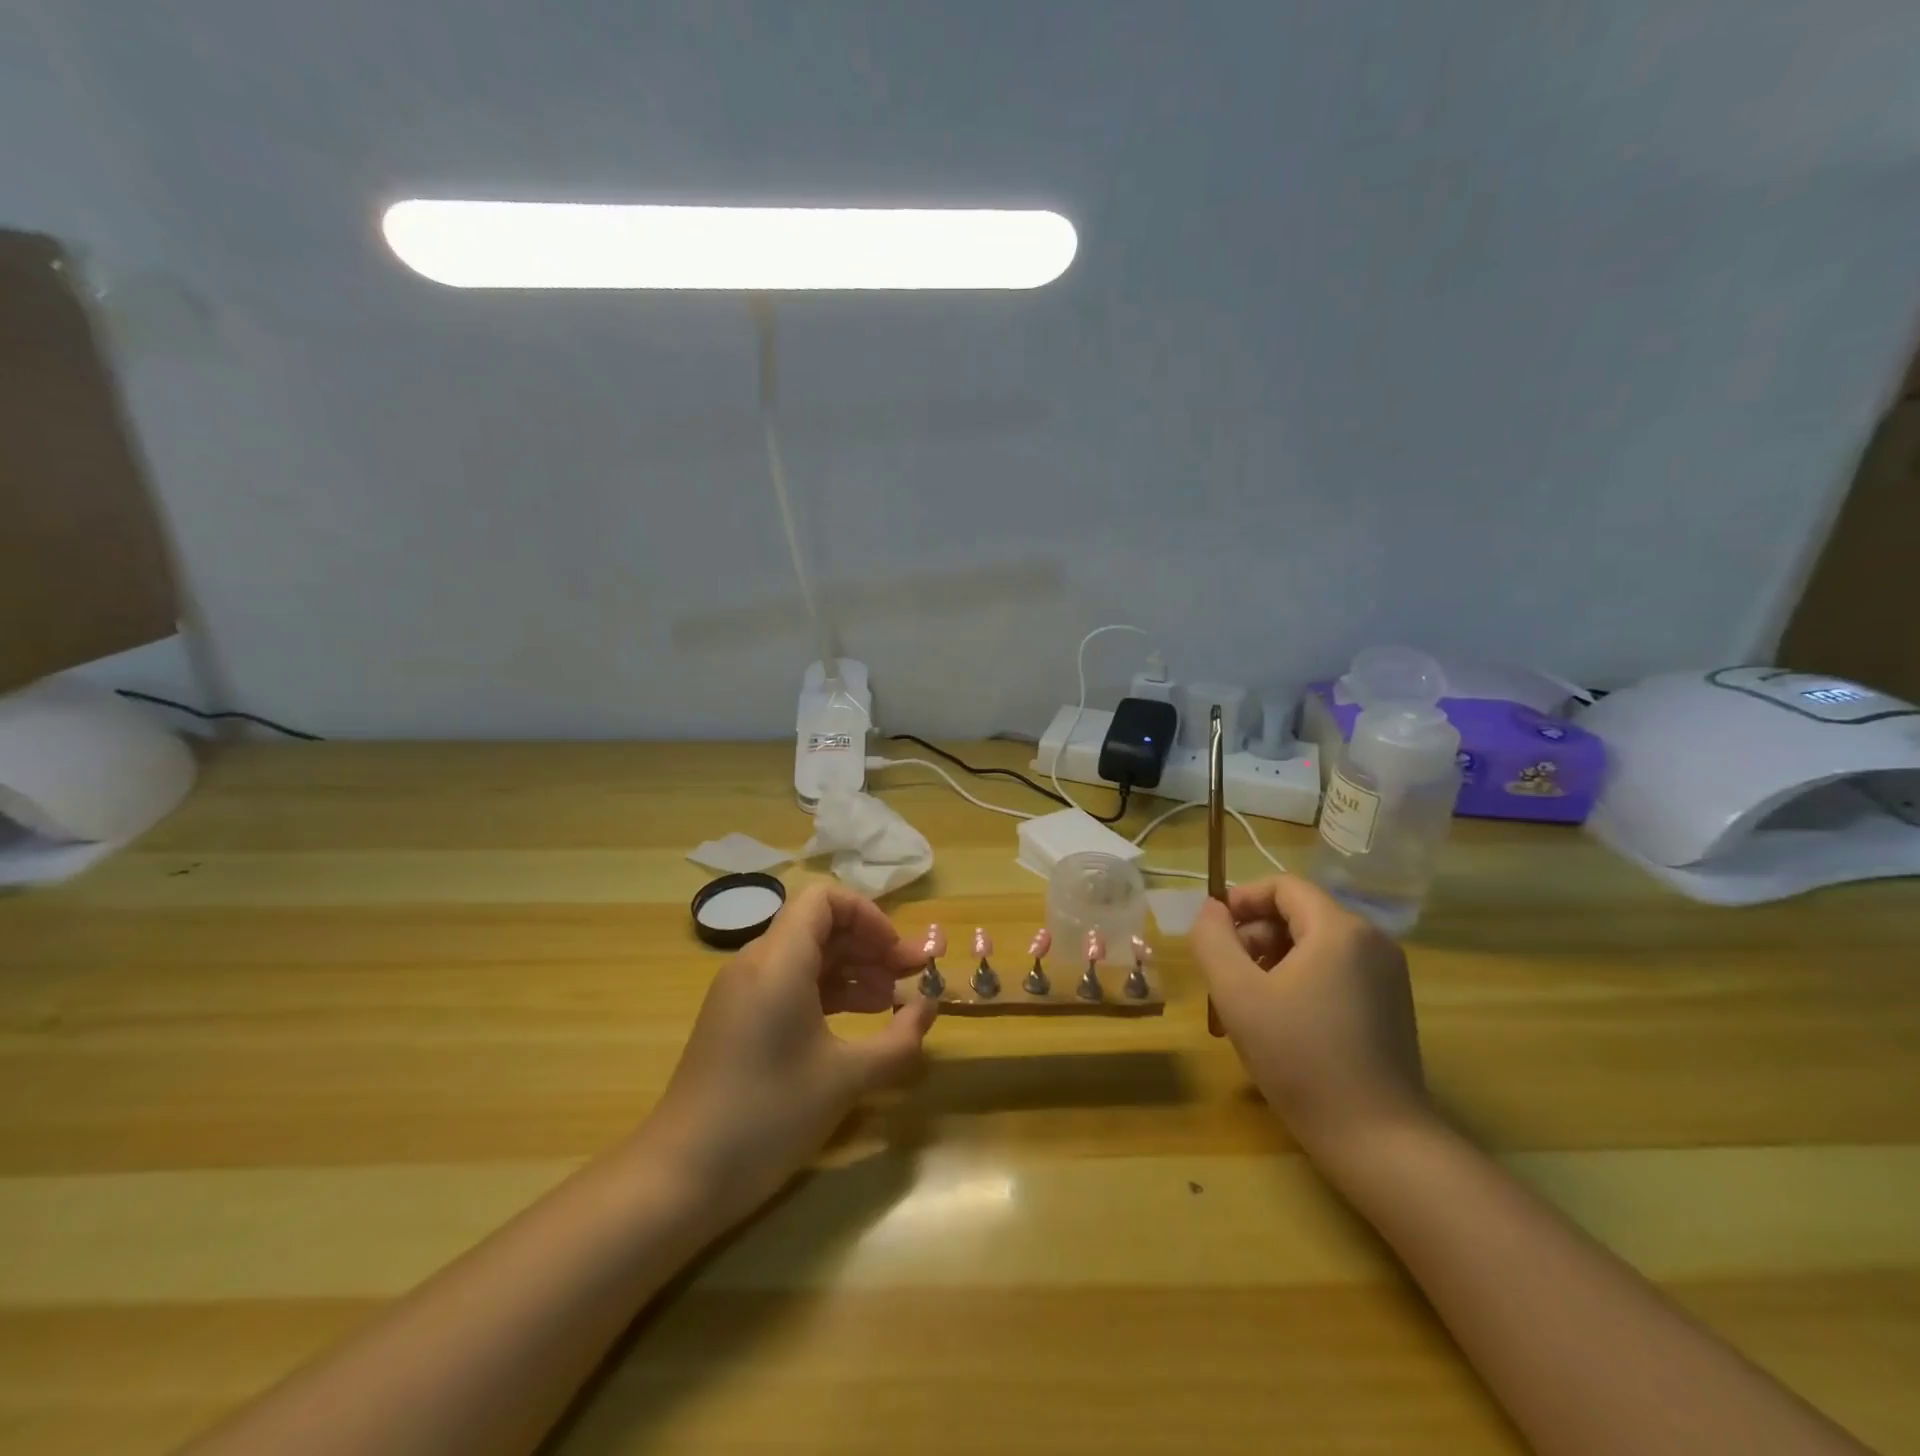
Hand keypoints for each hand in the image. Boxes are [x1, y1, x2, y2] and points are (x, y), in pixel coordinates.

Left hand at [642, 882, 936, 1223]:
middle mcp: (756, 963)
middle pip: (819, 926)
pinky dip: (826, 992)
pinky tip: (856, 1021)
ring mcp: (742, 992)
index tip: (897, 953)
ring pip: (805, 956)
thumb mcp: (846, 1079)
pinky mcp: (737, 1019)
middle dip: (869, 945)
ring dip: (852, 970)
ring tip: (891, 1002)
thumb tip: (929, 1008)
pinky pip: (789, 984)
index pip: (824, 899)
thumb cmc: (767, 1117)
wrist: (679, 1177)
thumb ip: (898, 1040)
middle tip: (911, 976)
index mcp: (778, 961)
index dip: (868, 915)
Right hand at [1191, 875, 1429, 1160]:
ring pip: (1315, 944)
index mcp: (1340, 929)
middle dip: (1255, 936)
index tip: (1213, 931)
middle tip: (1225, 976)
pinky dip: (1301, 979)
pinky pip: (1336, 970)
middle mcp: (1372, 941)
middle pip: (1299, 914)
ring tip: (1248, 1002)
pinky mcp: (1392, 1004)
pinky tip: (1283, 1021)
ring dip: (1274, 960)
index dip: (1242, 899)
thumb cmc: (1300, 1058)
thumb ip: (1213, 940)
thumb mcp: (1237, 994)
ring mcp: (1387, 975)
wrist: (1378, 1139)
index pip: (1283, 886)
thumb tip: (1211, 910)